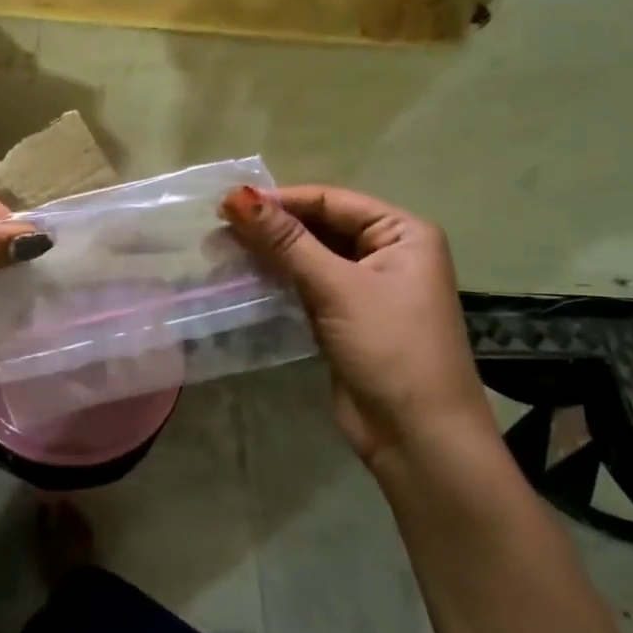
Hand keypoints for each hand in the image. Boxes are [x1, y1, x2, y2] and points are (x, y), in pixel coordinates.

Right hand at [220, 184, 491, 463]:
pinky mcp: (344, 317)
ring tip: (220, 251)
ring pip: (308, 257)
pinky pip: (305, 285)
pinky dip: (276, 280)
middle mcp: (387, 253)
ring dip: (269, 254)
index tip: (227, 203)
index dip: (280, 200)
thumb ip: (284, 241)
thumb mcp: (336, 287)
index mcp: (402, 233)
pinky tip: (242, 277)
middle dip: (271, 228)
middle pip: (319, 226)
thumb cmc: (388, 347)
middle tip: (216, 229)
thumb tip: (235, 196)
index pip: (331, 201)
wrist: (416, 436)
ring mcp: (365, 287)